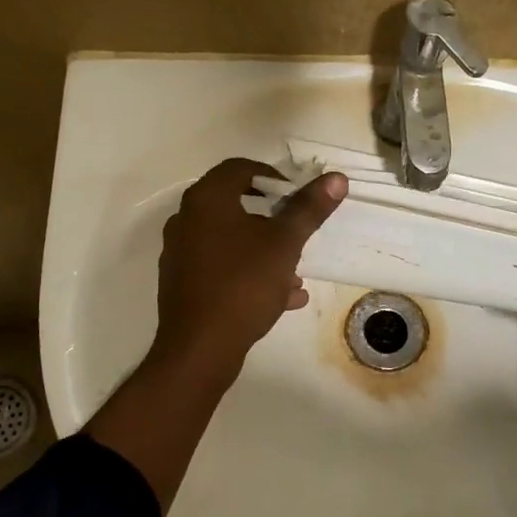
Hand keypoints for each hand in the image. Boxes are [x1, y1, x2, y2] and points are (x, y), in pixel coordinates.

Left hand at [150, 158, 346, 378]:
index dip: (272, 176)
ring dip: (264, 251)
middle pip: (235, 205)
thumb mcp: (284, 244)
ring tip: (295, 273)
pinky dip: (249, 273)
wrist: (200, 348)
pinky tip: (282, 298)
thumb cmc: (243, 285)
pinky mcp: (182, 283)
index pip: (239, 168)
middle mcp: (186, 220)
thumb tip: (336, 177)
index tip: (297, 197)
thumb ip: (308, 209)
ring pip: (230, 241)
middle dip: (272, 219)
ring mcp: (181, 253)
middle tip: (298, 233)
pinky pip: (221, 268)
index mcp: (206, 200)